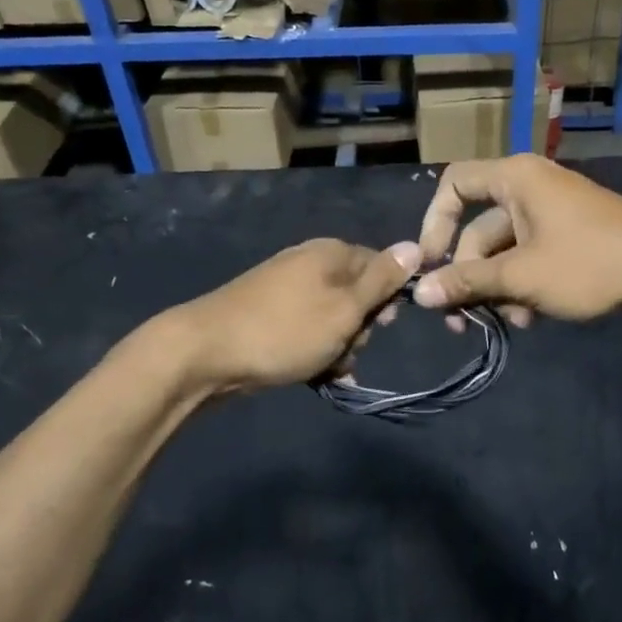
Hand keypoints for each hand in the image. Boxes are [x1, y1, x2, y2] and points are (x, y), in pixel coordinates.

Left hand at [173, 238, 419, 393]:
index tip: (384, 325)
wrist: (206, 353)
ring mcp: (286, 289)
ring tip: (325, 368)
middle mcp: (310, 263)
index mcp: (331, 252)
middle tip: (345, 348)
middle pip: (358, 296)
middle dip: (360, 329)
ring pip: (334, 320)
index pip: (381, 266)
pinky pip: (308, 331)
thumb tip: (415, 246)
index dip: (389, 298)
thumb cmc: (285, 330)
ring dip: (339, 347)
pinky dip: (315, 352)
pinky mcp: (270, 315)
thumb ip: (382, 280)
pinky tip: (314, 375)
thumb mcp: (345, 307)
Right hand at [412, 155, 621, 323]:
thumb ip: (467, 283)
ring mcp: (551, 213)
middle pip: (478, 230)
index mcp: (515, 179)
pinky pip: (529, 257)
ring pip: (504, 251)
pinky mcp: (569, 236)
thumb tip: (419, 294)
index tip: (428, 263)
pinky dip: (522, 286)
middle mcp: (529, 188)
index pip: (454, 185)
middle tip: (462, 320)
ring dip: (498, 289)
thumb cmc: (588, 263)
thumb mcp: (521, 276)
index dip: (434, 223)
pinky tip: (531, 319)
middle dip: (470, 277)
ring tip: (510, 323)